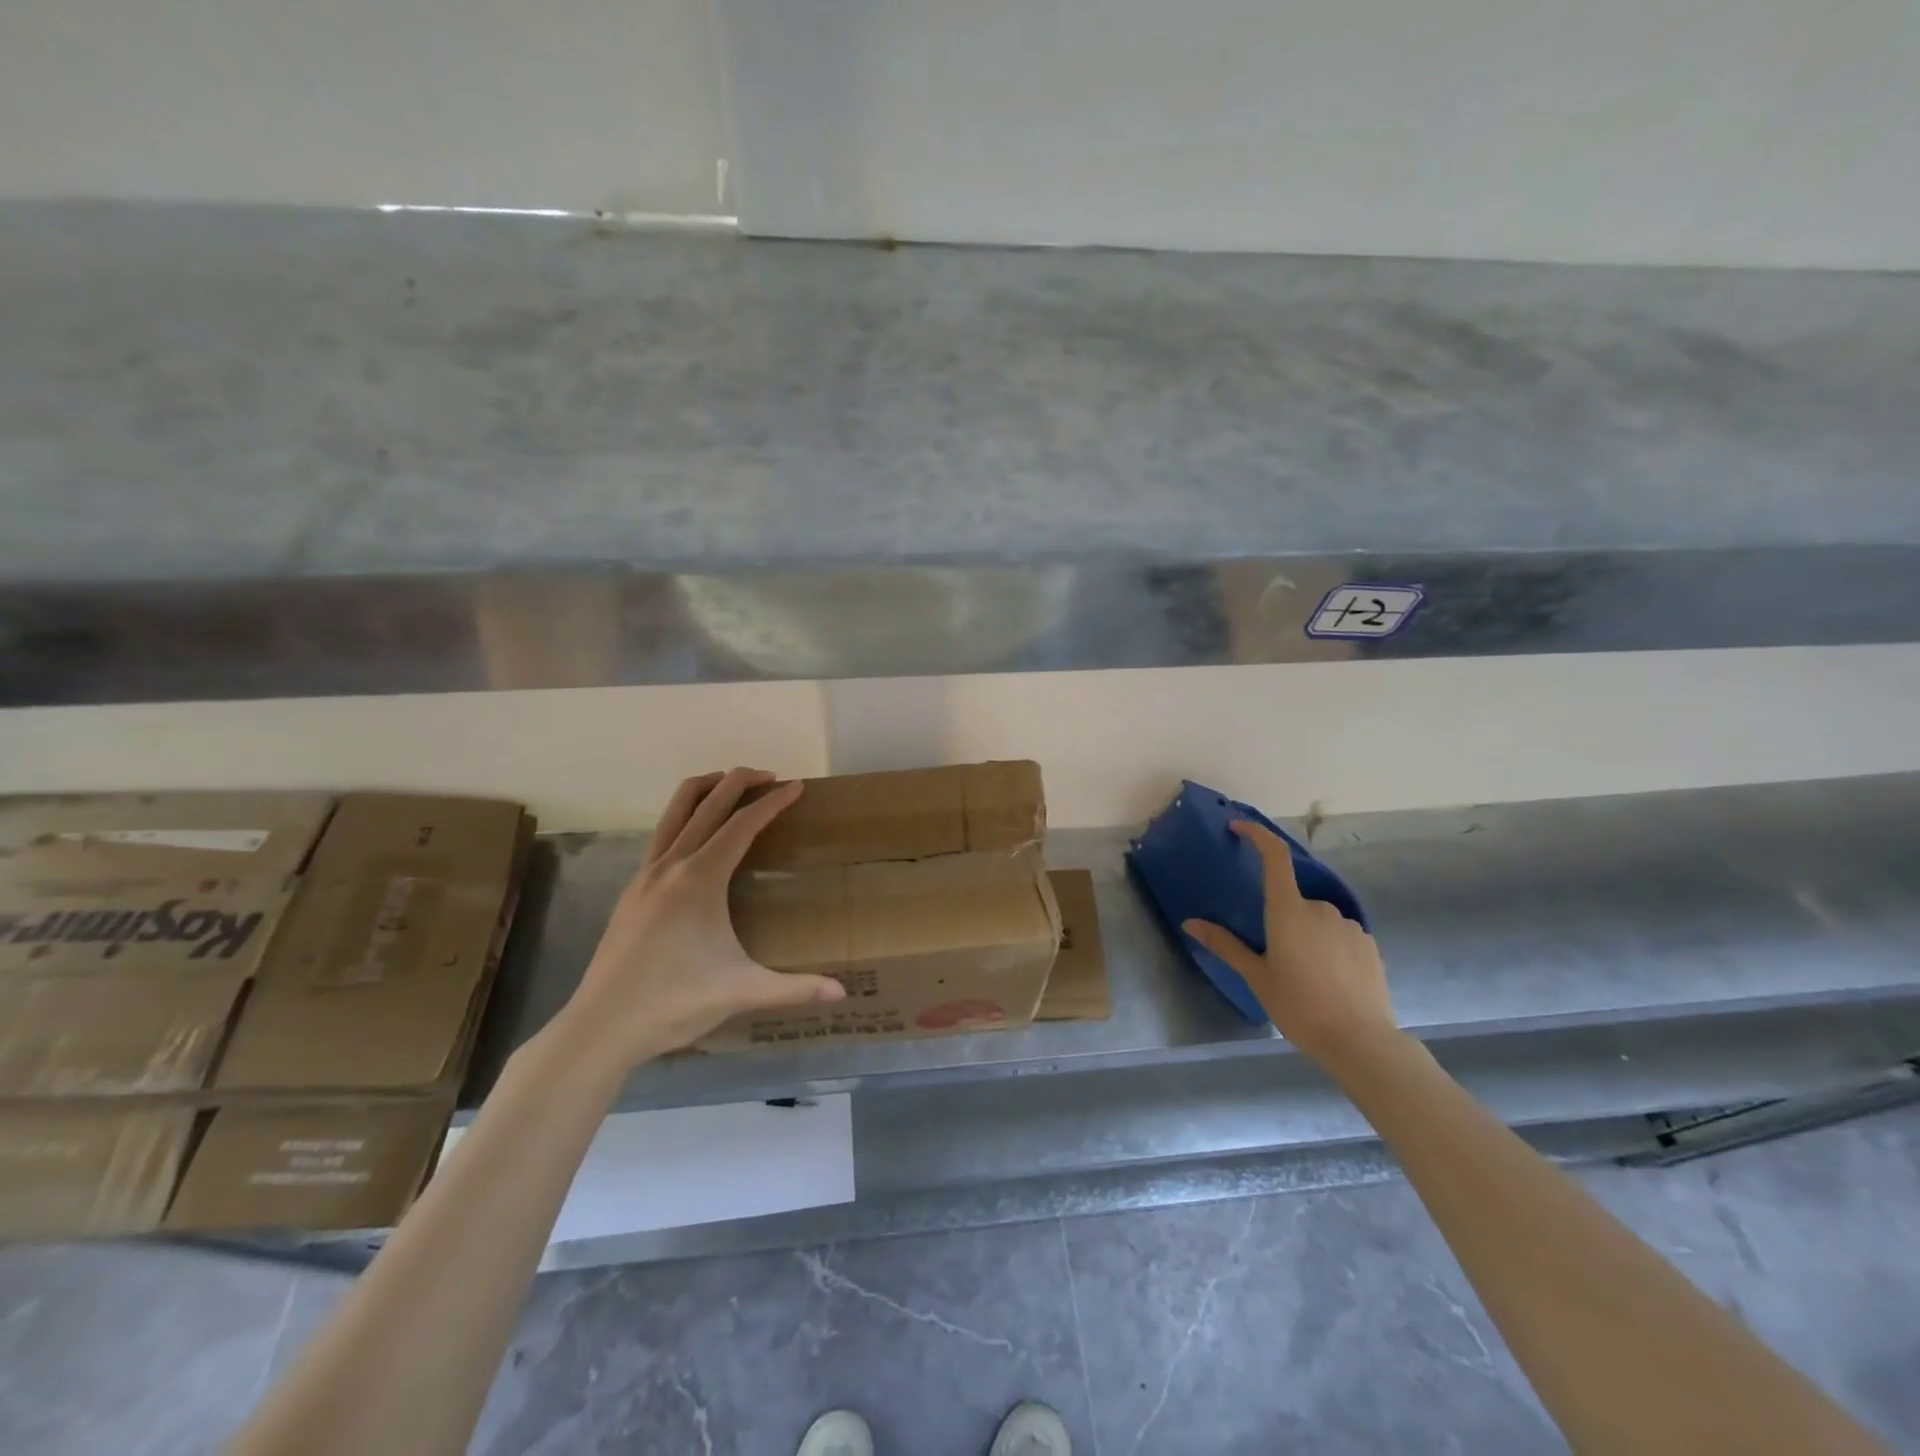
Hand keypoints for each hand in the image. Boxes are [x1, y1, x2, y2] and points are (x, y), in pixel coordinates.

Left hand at [555, 768, 844, 1071]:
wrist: (600, 1026)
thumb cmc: (674, 1002)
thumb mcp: (742, 992)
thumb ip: (795, 988)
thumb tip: (841, 992)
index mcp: (699, 879)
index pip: (742, 825)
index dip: (772, 803)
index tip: (796, 786)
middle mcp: (670, 865)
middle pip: (706, 803)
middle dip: (739, 781)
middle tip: (771, 776)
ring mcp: (645, 875)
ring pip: (674, 811)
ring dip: (706, 790)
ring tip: (732, 787)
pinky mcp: (632, 890)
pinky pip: (662, 835)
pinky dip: (685, 818)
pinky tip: (699, 841)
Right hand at [1183, 821, 1398, 1064]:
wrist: (1360, 1041)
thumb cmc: (1299, 1006)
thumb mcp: (1257, 977)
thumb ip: (1226, 945)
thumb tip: (1189, 923)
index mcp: (1287, 910)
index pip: (1274, 857)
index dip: (1257, 835)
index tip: (1239, 828)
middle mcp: (1319, 908)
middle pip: (1293, 900)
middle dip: (1282, 920)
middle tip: (1276, 959)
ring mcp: (1348, 924)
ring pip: (1317, 920)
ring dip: (1307, 936)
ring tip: (1304, 977)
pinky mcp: (1368, 943)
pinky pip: (1339, 935)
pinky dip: (1329, 948)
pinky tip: (1328, 981)